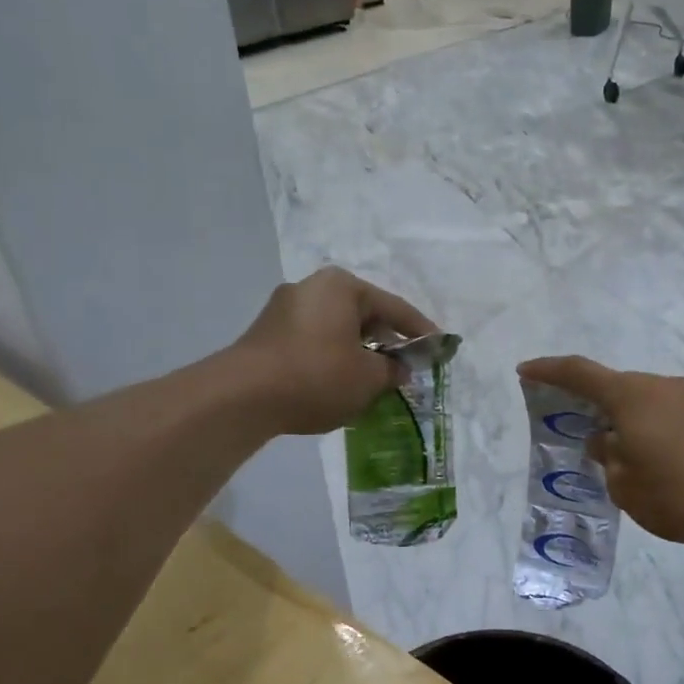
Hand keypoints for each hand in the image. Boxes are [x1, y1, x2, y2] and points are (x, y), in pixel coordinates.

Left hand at [234, 268, 438, 434]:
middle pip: (363, 316)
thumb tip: (398, 370)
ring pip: (338, 331)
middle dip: (387, 343)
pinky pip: (315, 343)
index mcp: (341, 287)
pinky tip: (342, 384)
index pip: (394, 307)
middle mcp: (312, 287)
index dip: (421, 331)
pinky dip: (334, 359)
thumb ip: (391, 371)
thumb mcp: (368, 378)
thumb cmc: (317, 376)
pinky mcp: (268, 334)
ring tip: (376, 381)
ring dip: (359, 354)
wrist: (243, 397)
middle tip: (407, 368)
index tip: (440, 348)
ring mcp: (285, 310)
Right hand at [518, 356, 683, 549]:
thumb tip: (605, 440)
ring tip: (619, 454)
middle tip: (577, 430)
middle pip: (617, 388)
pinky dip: (654, 430)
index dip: (549, 371)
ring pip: (646, 403)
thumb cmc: (677, 494)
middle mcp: (662, 386)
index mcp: (632, 395)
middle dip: (593, 405)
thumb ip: (606, 456)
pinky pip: (672, 416)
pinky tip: (658, 461)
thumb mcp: (625, 484)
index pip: (580, 373)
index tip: (525, 371)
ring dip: (627, 420)